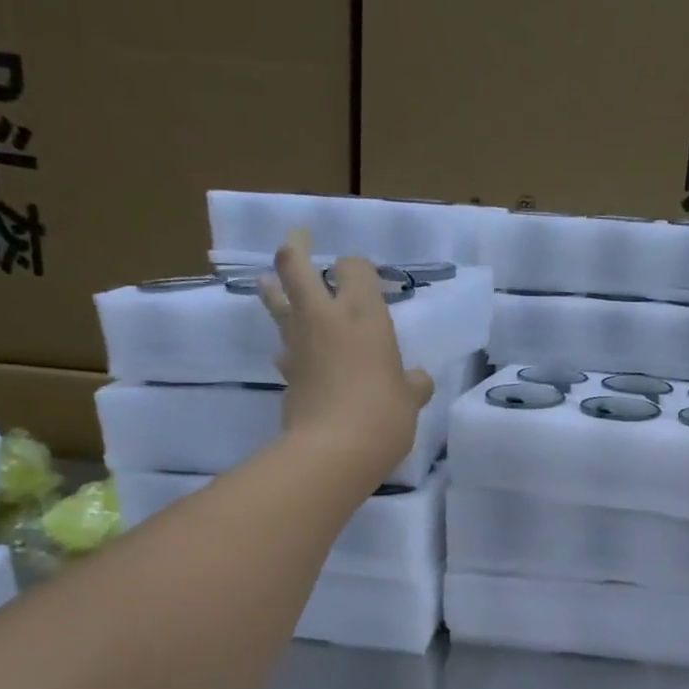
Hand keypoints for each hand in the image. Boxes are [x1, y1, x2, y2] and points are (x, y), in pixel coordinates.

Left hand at [260, 230, 433, 475]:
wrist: (333, 450)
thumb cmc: (383, 414)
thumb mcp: (411, 398)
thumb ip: (413, 383)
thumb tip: (416, 380)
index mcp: (364, 314)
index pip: (355, 267)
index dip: (359, 267)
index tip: (365, 275)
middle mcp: (325, 317)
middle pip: (295, 266)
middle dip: (295, 247)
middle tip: (300, 238)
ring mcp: (298, 342)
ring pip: (276, 300)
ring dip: (273, 287)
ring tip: (273, 281)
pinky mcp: (285, 371)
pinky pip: (283, 345)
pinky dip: (288, 343)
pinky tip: (295, 352)